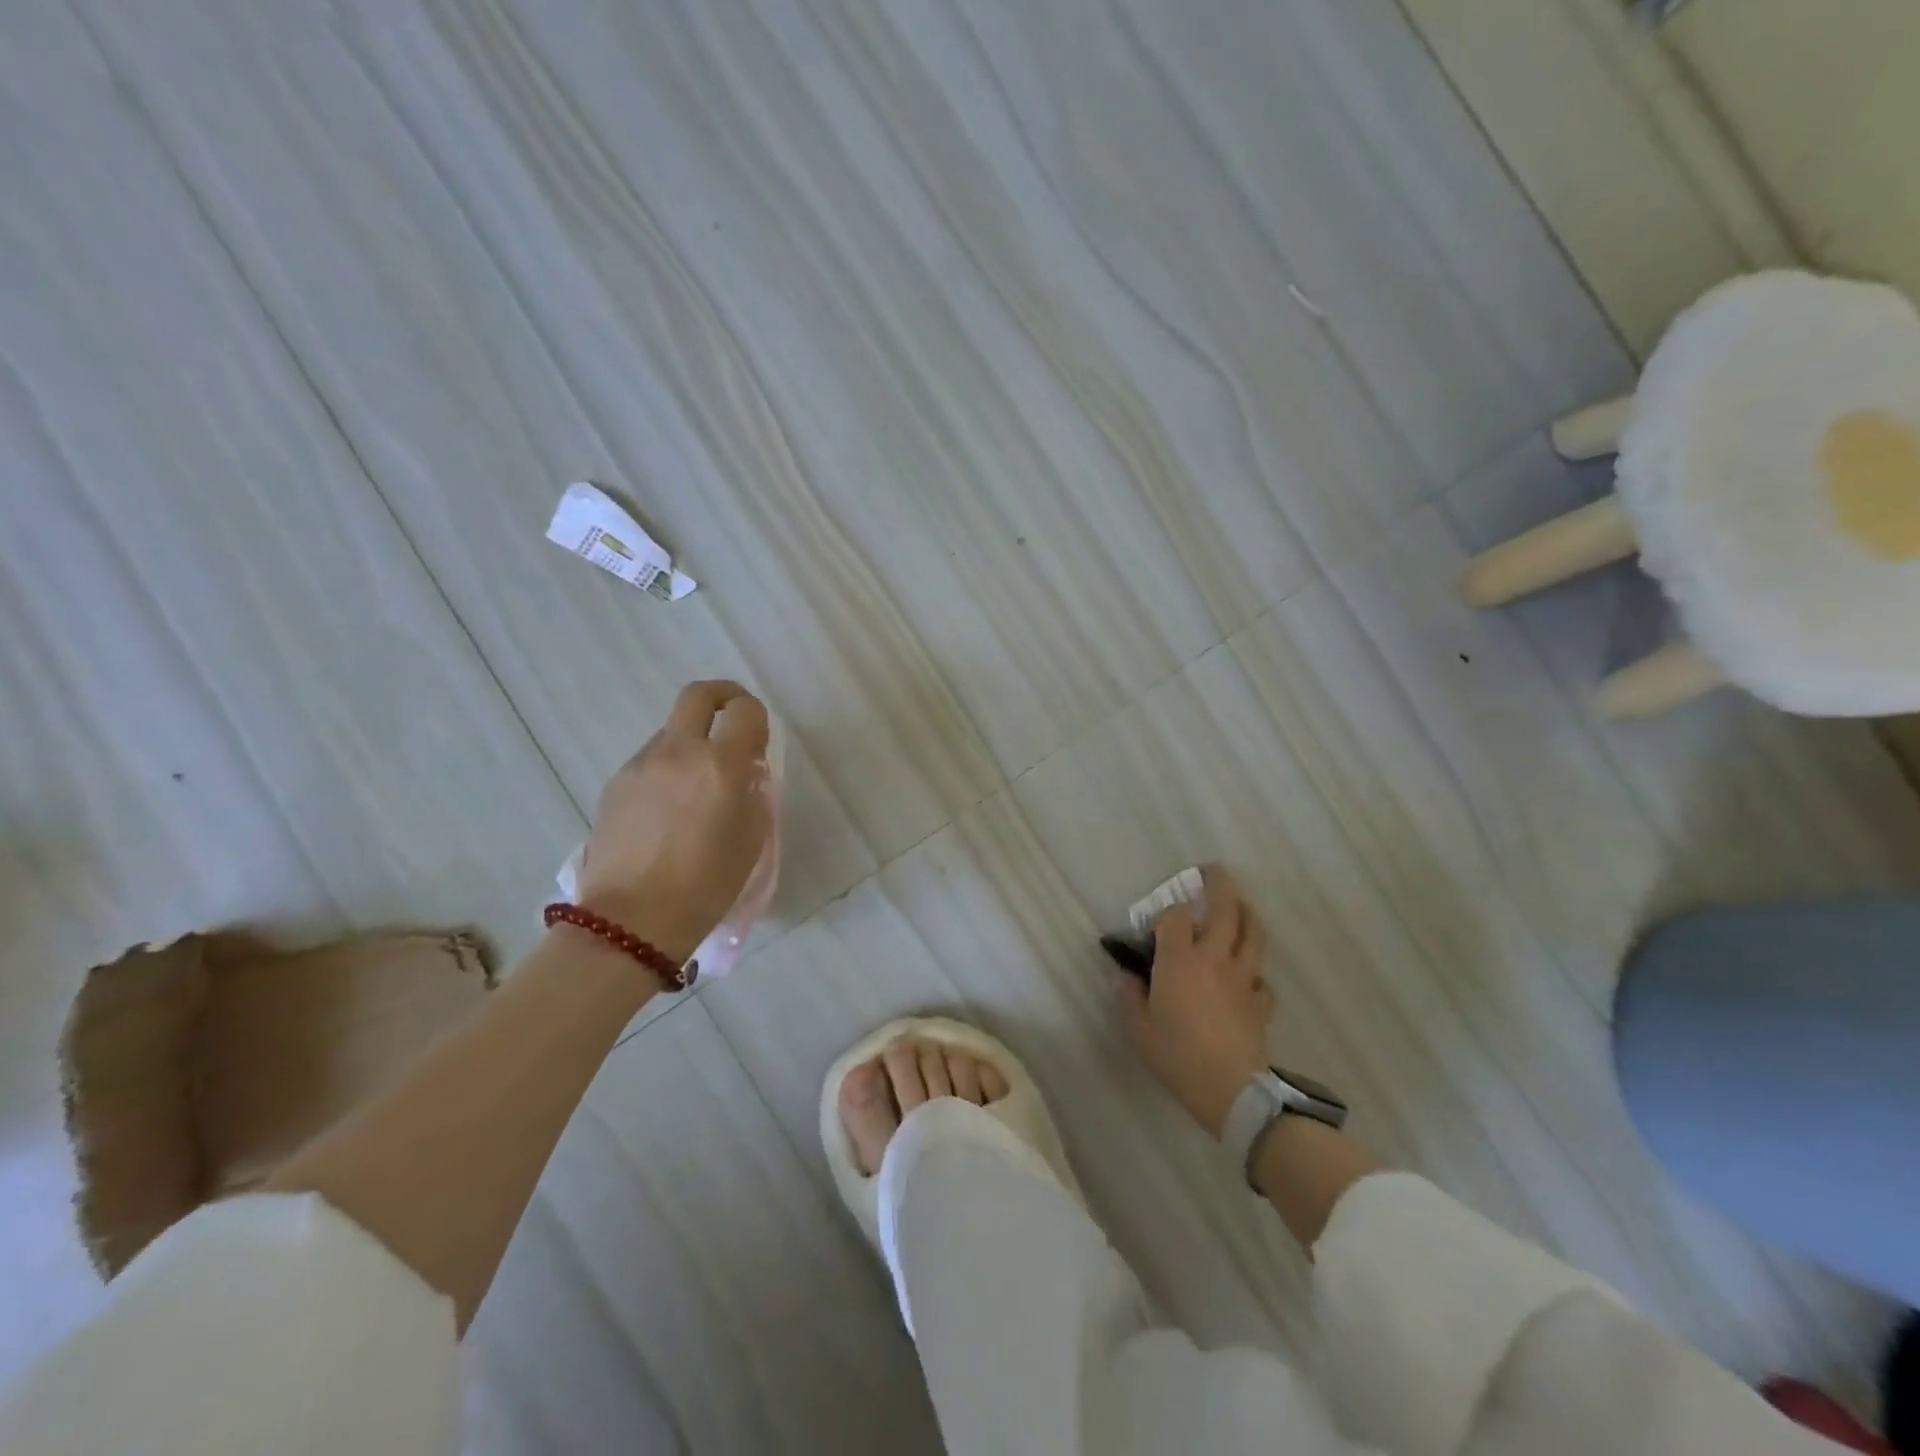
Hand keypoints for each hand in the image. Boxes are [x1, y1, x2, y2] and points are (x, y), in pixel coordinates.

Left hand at [574, 681, 771, 962]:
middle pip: (698, 695)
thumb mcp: (750, 839)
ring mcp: (640, 765)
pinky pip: (650, 760)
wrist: (632, 920)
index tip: (759, 739)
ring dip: (691, 742)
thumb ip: (752, 793)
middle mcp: (678, 752)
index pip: (745, 710)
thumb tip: (745, 772)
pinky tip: (667, 810)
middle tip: (733, 719)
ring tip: (696, 788)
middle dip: (723, 696)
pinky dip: (667, 769)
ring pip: (671, 731)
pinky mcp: (615, 784)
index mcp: (720, 765)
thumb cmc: (706, 885)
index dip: (757, 716)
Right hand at [1116, 864, 1273, 1136]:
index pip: (1176, 916)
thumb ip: (1129, 996)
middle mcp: (1215, 958)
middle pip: (1225, 908)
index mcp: (1180, 959)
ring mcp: (1243, 978)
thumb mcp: (1138, 1028)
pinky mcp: (1260, 1001)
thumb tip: (1125, 975)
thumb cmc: (1177, 1055)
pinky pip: (1261, 975)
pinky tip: (1247, 975)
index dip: (1167, 915)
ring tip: (1240, 905)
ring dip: (1246, 913)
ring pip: (1253, 933)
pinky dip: (1255, 968)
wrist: (1230, 1090)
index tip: (1157, 929)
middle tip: (1213, 872)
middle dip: (1219, 885)